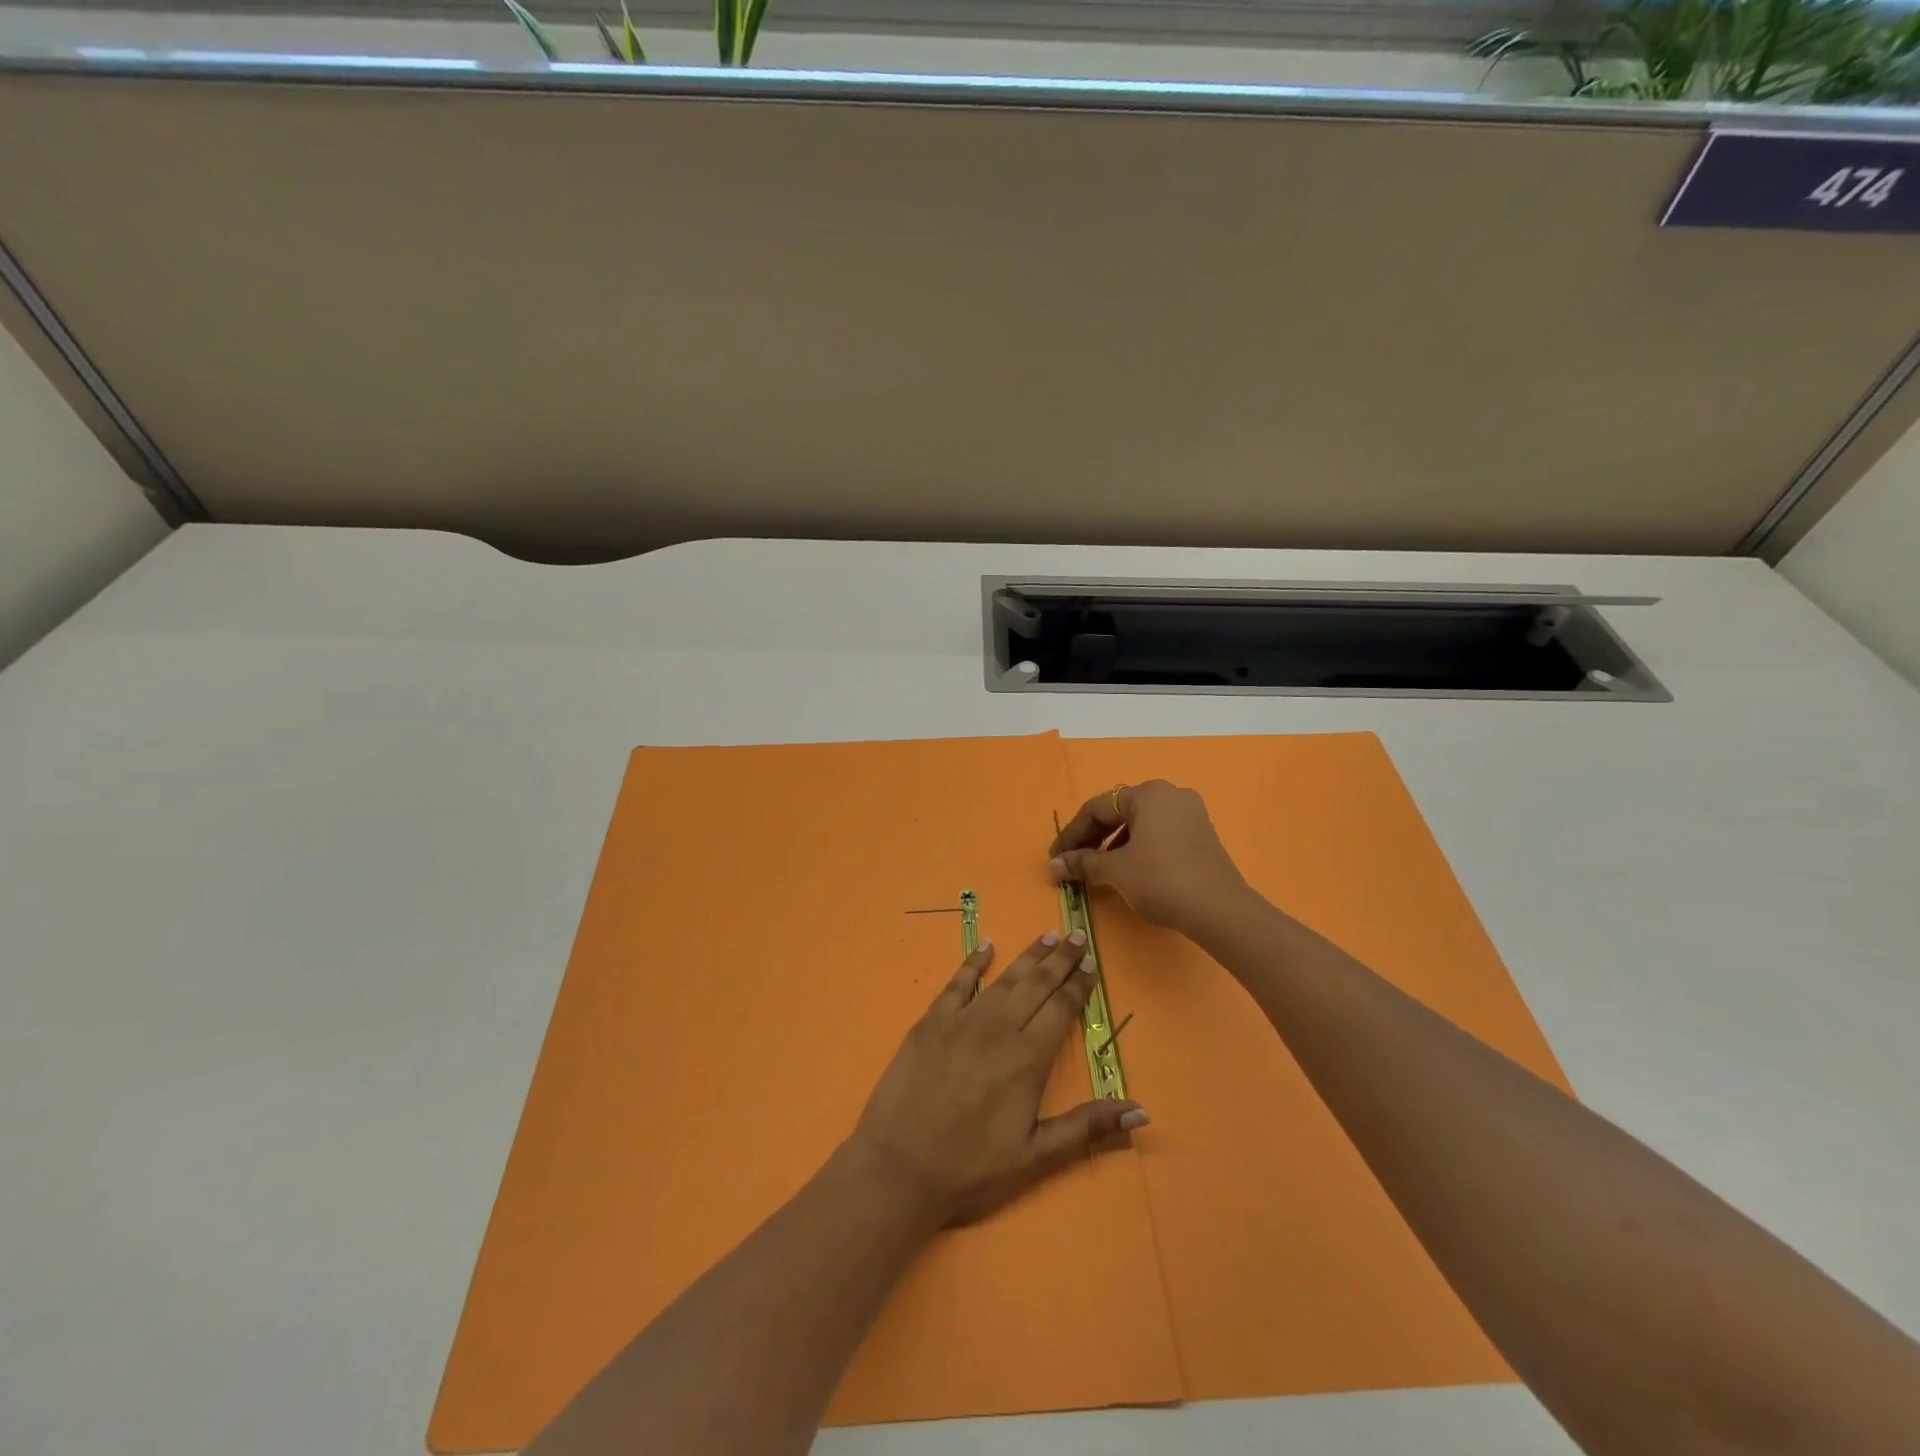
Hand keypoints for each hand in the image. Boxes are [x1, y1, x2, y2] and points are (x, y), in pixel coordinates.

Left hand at [849, 932, 1148, 1225]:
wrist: (898, 1168)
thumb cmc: (970, 1169)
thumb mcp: (1035, 1157)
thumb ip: (1087, 1128)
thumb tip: (1142, 1110)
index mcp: (1027, 1059)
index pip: (1061, 1009)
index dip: (1078, 984)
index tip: (1091, 962)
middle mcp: (998, 1029)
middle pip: (1036, 985)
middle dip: (1059, 959)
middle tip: (1077, 934)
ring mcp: (961, 1022)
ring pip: (1003, 979)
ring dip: (1027, 956)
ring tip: (1047, 935)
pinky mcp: (930, 1023)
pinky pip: (957, 984)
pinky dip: (972, 963)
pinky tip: (986, 946)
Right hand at [1048, 780, 1251, 936]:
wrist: (1220, 910)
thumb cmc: (1161, 881)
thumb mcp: (1115, 871)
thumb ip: (1082, 863)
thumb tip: (1053, 865)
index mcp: (1147, 794)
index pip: (1096, 809)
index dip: (1071, 835)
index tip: (1055, 859)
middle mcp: (1169, 794)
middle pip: (1118, 812)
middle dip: (1092, 838)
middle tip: (1073, 863)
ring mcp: (1190, 813)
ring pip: (1139, 823)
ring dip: (1113, 844)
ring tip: (1099, 870)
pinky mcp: (1201, 834)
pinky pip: (1159, 834)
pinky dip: (1138, 848)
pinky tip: (1129, 870)